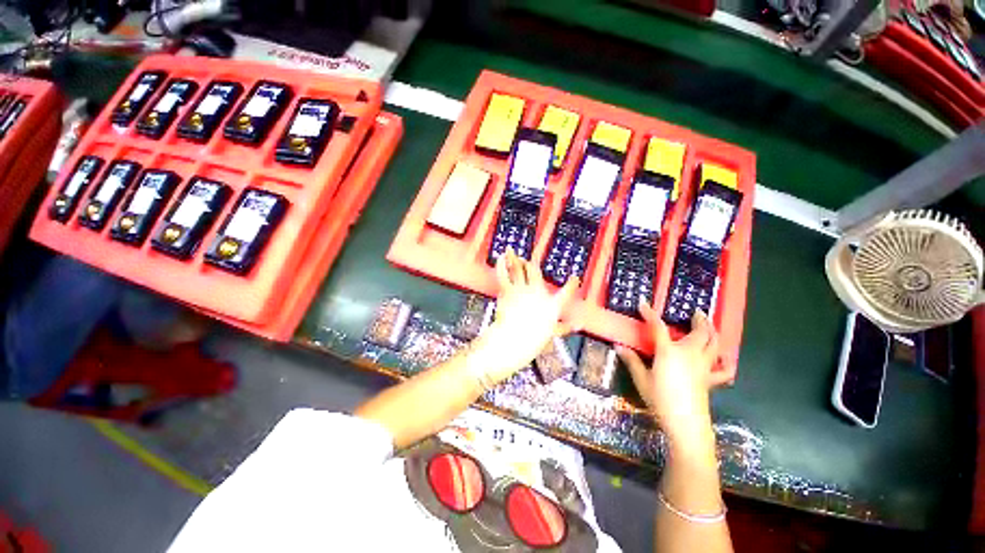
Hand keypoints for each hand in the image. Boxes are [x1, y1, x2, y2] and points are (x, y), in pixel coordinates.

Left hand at [471, 248, 579, 383]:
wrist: (514, 340)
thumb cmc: (533, 340)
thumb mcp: (551, 334)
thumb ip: (564, 327)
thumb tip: (579, 325)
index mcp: (552, 305)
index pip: (566, 293)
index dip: (572, 285)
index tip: (575, 278)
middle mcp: (538, 293)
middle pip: (535, 272)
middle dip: (531, 264)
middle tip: (528, 260)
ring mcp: (522, 290)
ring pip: (518, 269)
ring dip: (514, 258)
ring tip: (510, 250)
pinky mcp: (508, 291)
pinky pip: (504, 274)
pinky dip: (502, 265)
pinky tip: (500, 259)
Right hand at [616, 302, 720, 448]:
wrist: (685, 423)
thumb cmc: (660, 399)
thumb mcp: (641, 379)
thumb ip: (631, 360)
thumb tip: (618, 346)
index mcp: (669, 352)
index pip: (658, 327)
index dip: (650, 314)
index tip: (643, 303)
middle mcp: (689, 354)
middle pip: (700, 332)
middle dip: (699, 319)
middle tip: (696, 311)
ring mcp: (704, 366)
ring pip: (714, 344)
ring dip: (713, 332)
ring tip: (709, 325)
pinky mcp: (711, 379)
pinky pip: (723, 368)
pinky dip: (725, 361)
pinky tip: (722, 359)